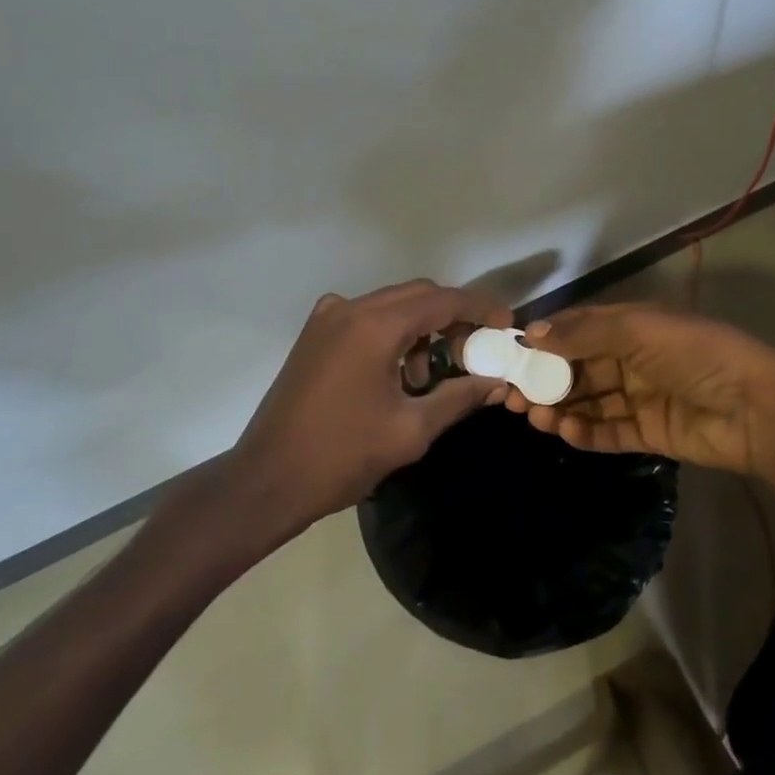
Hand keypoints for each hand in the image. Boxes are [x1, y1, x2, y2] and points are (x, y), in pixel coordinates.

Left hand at [233, 279, 513, 526]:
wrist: (267, 480)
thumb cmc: (342, 457)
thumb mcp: (411, 430)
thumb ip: (459, 397)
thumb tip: (496, 382)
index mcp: (376, 326)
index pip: (443, 300)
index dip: (480, 309)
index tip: (507, 326)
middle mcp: (351, 309)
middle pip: (418, 295)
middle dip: (453, 317)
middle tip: (475, 351)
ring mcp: (327, 318)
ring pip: (392, 304)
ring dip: (421, 328)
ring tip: (428, 377)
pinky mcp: (314, 334)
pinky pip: (366, 317)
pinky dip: (391, 332)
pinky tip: (395, 371)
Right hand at [507, 303, 774, 481]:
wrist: (755, 408)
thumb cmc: (693, 354)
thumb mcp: (636, 330)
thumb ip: (583, 334)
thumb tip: (531, 334)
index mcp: (632, 326)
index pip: (578, 329)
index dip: (544, 341)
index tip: (510, 356)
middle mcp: (633, 359)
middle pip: (578, 368)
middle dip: (545, 379)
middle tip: (511, 396)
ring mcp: (641, 397)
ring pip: (590, 401)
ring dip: (560, 407)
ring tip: (533, 416)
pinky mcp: (650, 433)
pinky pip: (609, 431)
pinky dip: (585, 432)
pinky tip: (564, 431)